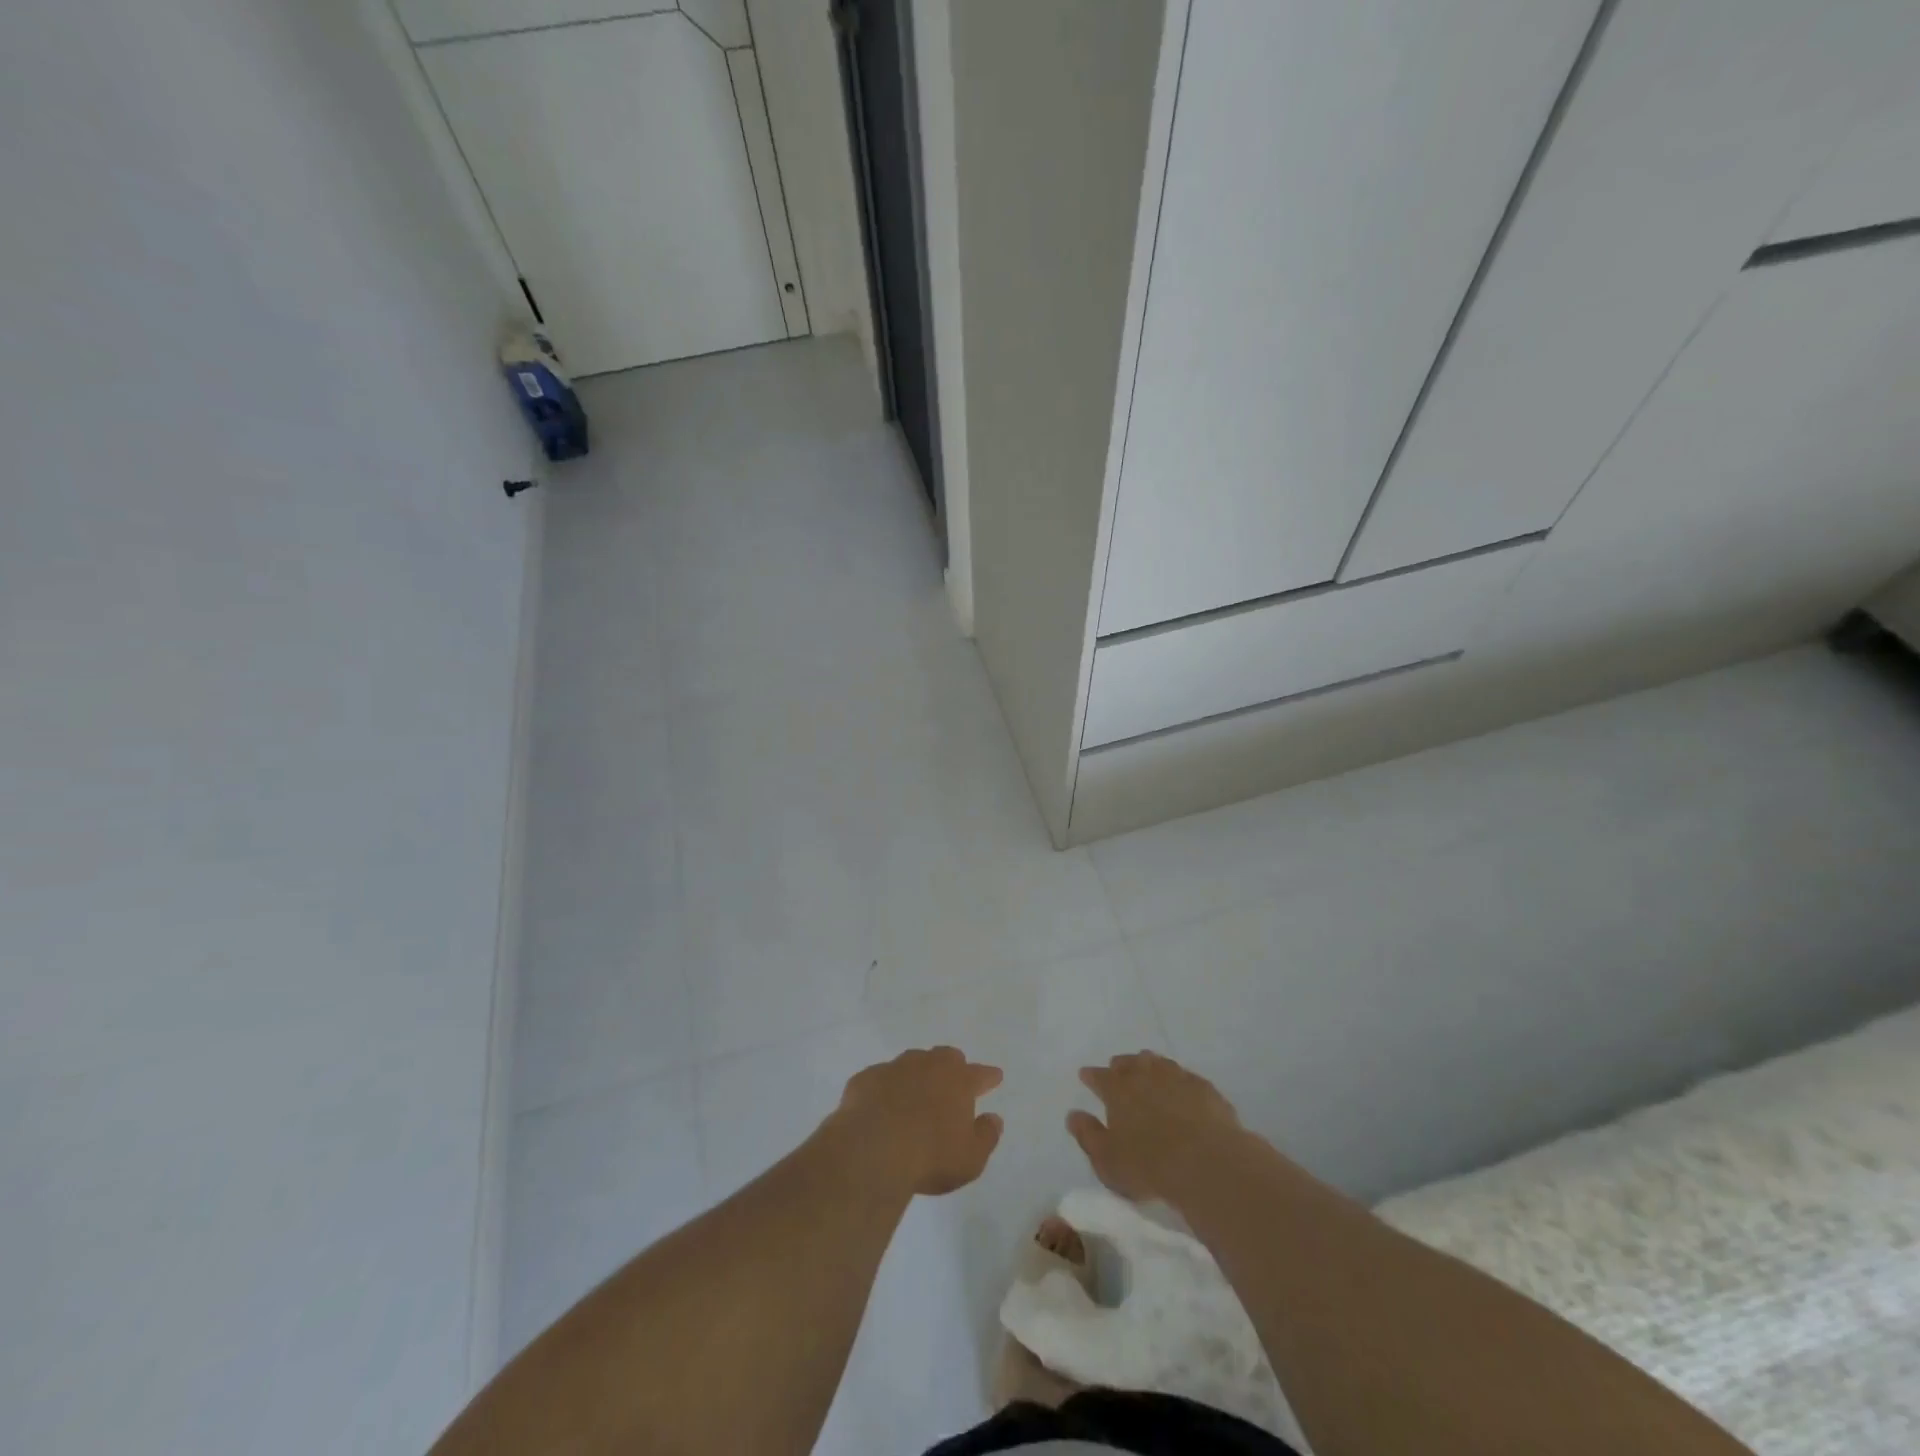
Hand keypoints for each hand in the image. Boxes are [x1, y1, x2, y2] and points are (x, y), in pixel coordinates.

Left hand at [828, 1046, 1004, 1196]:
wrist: (872, 1149)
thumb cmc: (930, 1156)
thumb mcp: (971, 1158)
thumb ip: (986, 1136)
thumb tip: (994, 1119)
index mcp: (958, 1081)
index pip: (979, 1074)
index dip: (988, 1076)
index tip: (994, 1077)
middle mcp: (928, 1066)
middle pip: (945, 1057)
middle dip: (952, 1066)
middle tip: (953, 1081)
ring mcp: (894, 1068)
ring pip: (912, 1061)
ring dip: (917, 1073)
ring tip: (916, 1091)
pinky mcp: (866, 1079)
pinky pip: (880, 1078)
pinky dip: (886, 1088)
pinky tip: (882, 1103)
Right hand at [1068, 1050, 1242, 1203]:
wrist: (1208, 1164)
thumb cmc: (1149, 1166)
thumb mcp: (1107, 1160)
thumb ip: (1088, 1135)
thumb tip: (1073, 1115)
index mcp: (1117, 1090)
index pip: (1099, 1077)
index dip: (1091, 1076)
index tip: (1085, 1075)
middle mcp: (1144, 1075)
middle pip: (1128, 1063)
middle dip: (1120, 1065)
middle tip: (1117, 1069)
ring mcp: (1177, 1078)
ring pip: (1157, 1063)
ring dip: (1149, 1065)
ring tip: (1147, 1069)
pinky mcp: (1204, 1088)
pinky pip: (1185, 1076)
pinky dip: (1178, 1079)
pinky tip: (1181, 1087)